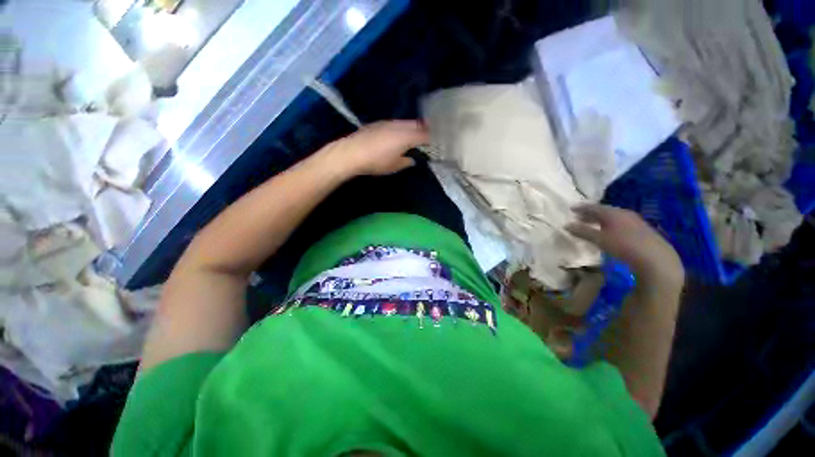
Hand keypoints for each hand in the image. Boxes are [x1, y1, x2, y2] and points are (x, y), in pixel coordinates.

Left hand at [327, 120, 429, 176]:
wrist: (352, 152)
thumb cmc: (376, 161)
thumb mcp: (394, 166)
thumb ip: (406, 162)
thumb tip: (411, 159)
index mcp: (407, 137)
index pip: (425, 135)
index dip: (433, 138)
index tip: (437, 143)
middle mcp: (400, 126)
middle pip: (417, 124)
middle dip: (425, 130)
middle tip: (429, 137)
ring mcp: (389, 122)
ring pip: (406, 123)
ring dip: (413, 128)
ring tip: (415, 136)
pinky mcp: (379, 123)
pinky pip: (396, 124)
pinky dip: (402, 128)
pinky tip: (398, 136)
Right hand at [566, 204, 683, 290]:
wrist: (655, 258)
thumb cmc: (623, 246)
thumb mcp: (599, 239)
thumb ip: (582, 231)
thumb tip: (566, 225)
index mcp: (612, 213)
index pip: (593, 207)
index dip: (581, 208)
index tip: (571, 209)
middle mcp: (623, 213)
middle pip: (604, 211)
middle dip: (590, 214)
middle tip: (580, 218)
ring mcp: (635, 220)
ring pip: (614, 217)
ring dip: (601, 220)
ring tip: (593, 225)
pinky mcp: (642, 229)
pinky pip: (622, 222)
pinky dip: (611, 225)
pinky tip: (610, 232)